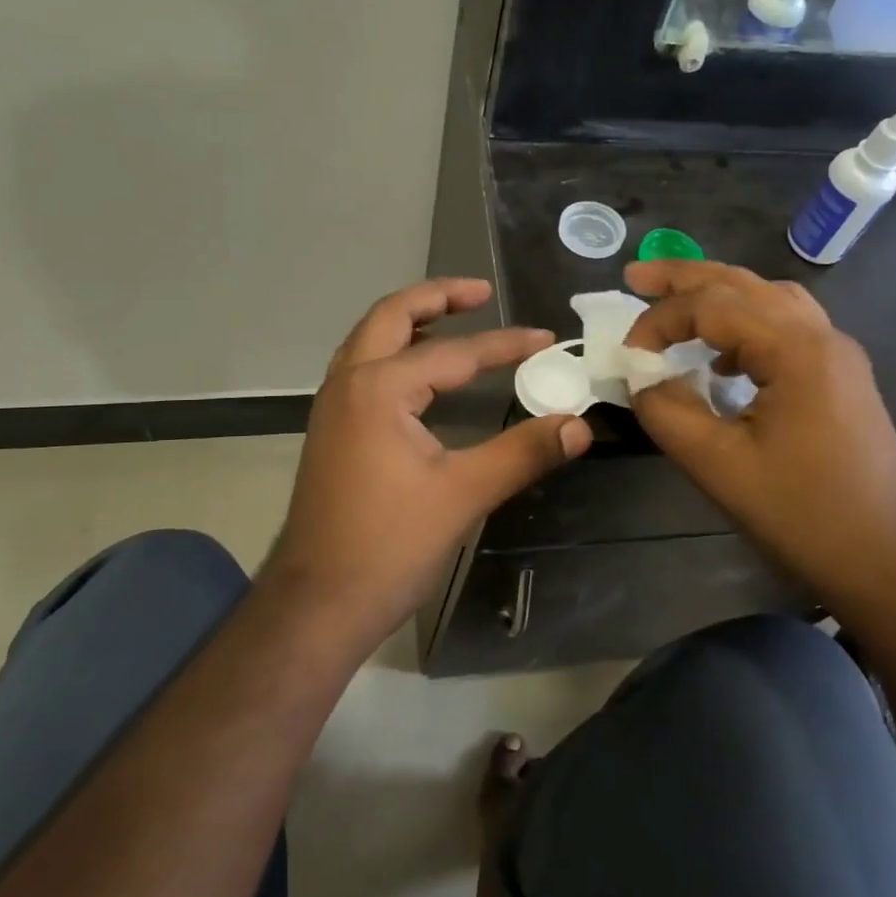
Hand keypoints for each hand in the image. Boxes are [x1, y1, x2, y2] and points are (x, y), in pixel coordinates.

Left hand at [264, 278, 592, 649]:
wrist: (316, 604)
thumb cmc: (389, 546)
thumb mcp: (464, 495)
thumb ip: (523, 453)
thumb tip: (579, 425)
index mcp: (378, 388)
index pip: (455, 353)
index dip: (505, 346)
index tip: (545, 339)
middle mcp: (348, 383)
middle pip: (391, 316)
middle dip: (437, 298)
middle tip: (481, 293)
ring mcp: (332, 406)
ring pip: (370, 340)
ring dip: (411, 322)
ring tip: (455, 321)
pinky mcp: (331, 430)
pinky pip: (363, 368)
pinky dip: (396, 353)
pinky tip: (423, 376)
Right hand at [623, 260, 895, 626]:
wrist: (892, 565)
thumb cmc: (804, 516)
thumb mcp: (718, 466)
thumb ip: (667, 410)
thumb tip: (641, 377)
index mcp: (796, 348)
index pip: (712, 304)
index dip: (660, 320)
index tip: (627, 353)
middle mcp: (822, 336)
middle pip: (744, 283)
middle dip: (685, 278)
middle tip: (635, 275)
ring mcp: (837, 356)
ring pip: (770, 300)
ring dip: (718, 295)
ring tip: (675, 304)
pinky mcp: (841, 379)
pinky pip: (786, 328)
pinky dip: (744, 326)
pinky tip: (722, 360)